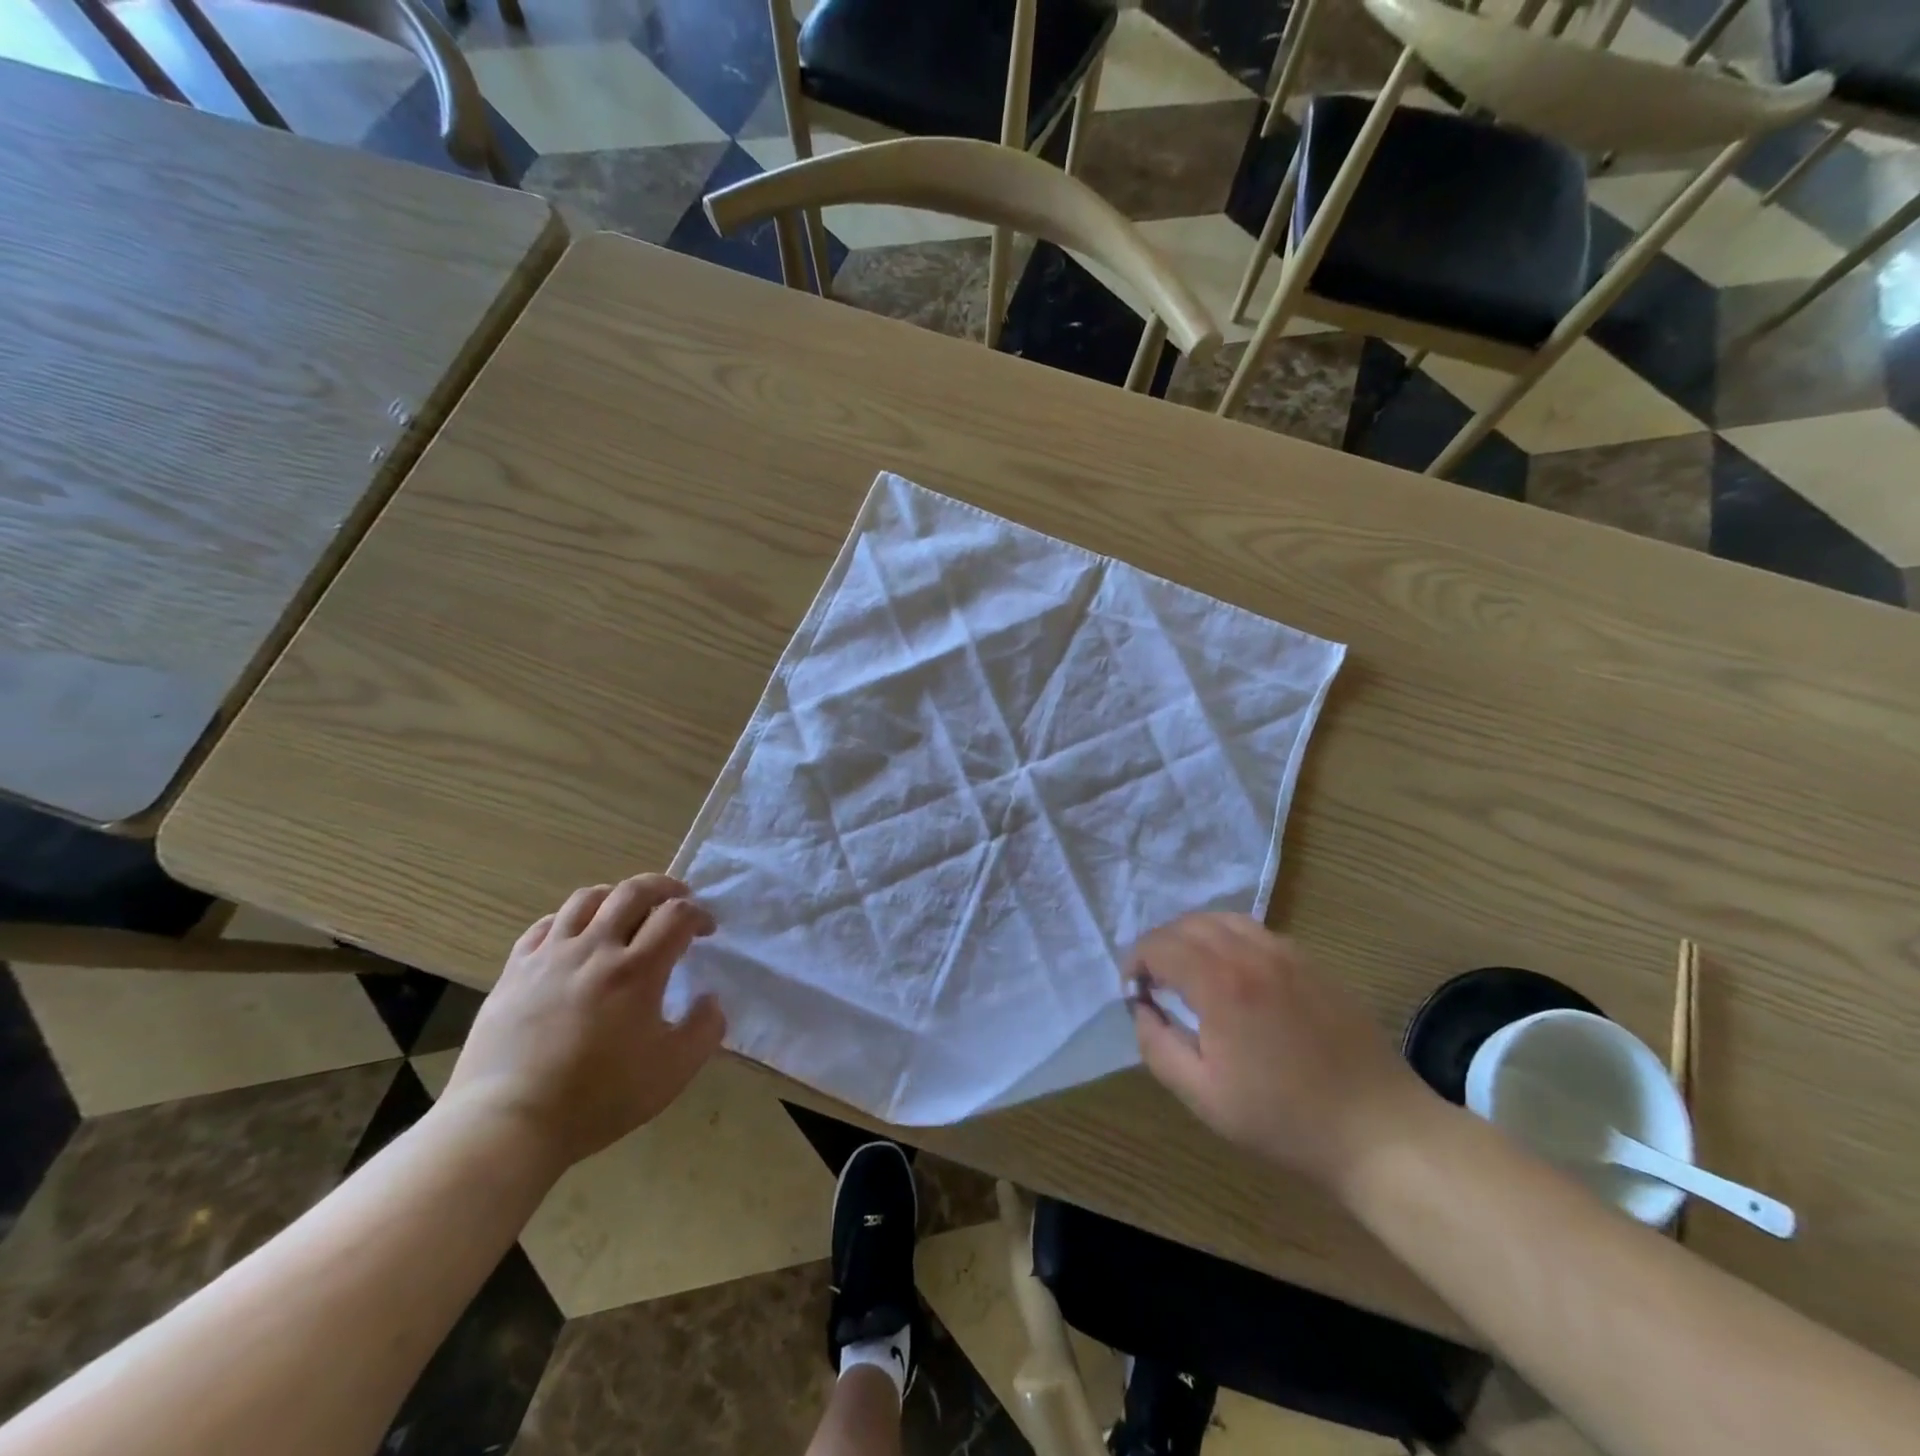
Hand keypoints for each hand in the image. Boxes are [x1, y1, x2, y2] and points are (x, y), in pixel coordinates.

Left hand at [443, 875, 725, 1168]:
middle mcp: (595, 950)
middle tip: (678, 899)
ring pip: (586, 899)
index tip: (707, 930)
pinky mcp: (514, 972)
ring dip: (616, 896)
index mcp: (637, 970)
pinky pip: (544, 925)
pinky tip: (576, 936)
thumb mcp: (673, 1071)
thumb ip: (705, 1029)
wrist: (507, 1125)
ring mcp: (549, 957)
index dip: (699, 914)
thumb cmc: (598, 1099)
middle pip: (633, 892)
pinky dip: (569, 919)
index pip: (676, 915)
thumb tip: (710, 999)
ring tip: (627, 911)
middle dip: (664, 887)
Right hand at [1127, 913, 1432, 1193]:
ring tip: (1191, 972)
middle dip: (1161, 946)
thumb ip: (1157, 1046)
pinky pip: (1257, 933)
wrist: (1377, 1130)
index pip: (1159, 945)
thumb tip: (1142, 1009)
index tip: (1135, 992)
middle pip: (1188, 924)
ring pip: (1224, 920)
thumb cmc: (1283, 1119)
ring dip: (1195, 937)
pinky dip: (1230, 940)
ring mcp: (1287, 953)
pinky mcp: (1313, 962)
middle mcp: (1251, 953)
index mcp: (1220, 983)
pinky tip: (1235, 976)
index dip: (1136, 963)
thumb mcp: (1202, 1096)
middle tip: (1156, 983)